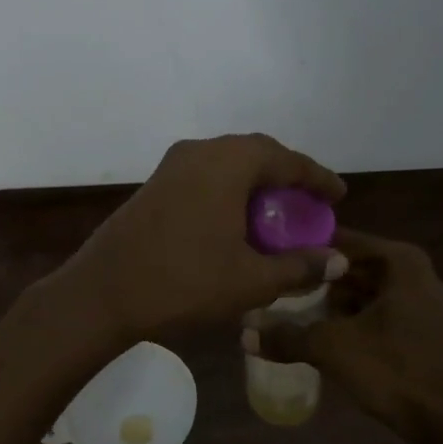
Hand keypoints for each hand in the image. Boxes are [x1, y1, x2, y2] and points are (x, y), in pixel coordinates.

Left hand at [57, 134, 347, 342]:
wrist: (103, 291)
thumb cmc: (184, 281)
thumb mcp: (250, 280)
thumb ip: (299, 266)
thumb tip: (337, 261)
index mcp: (228, 163)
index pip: (286, 159)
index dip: (317, 177)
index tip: (339, 196)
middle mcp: (200, 151)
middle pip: (256, 153)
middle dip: (286, 174)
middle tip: (308, 202)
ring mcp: (172, 165)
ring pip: (227, 163)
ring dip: (255, 182)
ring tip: (276, 212)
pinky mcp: (155, 184)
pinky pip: (205, 175)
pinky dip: (229, 190)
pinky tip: (236, 221)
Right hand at [246, 229, 442, 443]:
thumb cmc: (398, 371)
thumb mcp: (333, 348)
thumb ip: (286, 335)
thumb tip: (242, 332)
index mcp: (398, 261)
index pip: (336, 240)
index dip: (301, 250)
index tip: (266, 259)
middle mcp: (413, 273)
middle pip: (348, 268)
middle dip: (312, 282)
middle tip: (270, 291)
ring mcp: (421, 303)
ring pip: (361, 294)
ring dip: (327, 306)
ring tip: (286, 315)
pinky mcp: (422, 332)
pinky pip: (375, 316)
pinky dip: (348, 323)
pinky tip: (319, 338)